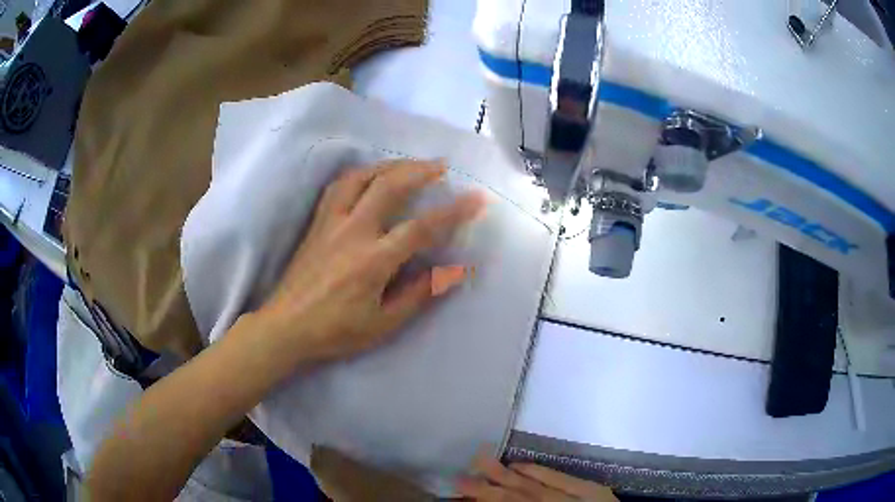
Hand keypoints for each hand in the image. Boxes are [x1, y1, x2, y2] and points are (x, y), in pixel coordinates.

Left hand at [252, 159, 484, 362]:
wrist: (286, 327)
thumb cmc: (336, 331)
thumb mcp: (383, 323)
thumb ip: (419, 293)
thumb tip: (456, 270)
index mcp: (373, 261)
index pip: (421, 228)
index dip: (453, 211)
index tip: (477, 198)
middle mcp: (352, 232)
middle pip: (389, 186)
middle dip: (419, 170)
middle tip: (441, 165)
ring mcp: (331, 223)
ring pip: (361, 177)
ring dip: (389, 165)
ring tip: (408, 164)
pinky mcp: (316, 223)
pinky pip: (338, 186)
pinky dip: (359, 173)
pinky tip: (369, 175)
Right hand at [457, 452, 617, 500]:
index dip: (485, 501)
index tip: (459, 494)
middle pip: (517, 498)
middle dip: (488, 488)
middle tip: (460, 476)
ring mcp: (576, 499)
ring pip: (536, 486)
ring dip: (508, 475)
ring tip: (482, 460)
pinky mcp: (593, 490)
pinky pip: (562, 478)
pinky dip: (540, 471)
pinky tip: (520, 465)